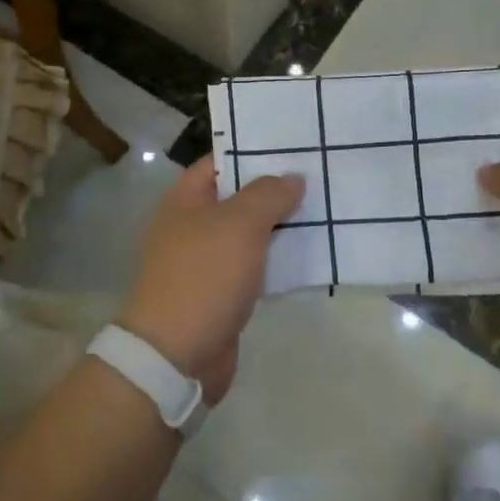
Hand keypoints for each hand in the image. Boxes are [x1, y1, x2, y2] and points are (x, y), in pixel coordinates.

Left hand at [116, 158, 304, 404]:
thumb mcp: (239, 224)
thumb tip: (293, 178)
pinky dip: (277, 259)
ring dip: (280, 225)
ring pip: (249, 233)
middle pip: (237, 196)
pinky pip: (254, 266)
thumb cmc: (203, 276)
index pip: (220, 161)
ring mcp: (205, 261)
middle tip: (319, 174)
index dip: (254, 150)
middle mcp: (192, 225)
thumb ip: (269, 195)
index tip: (294, 145)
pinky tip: (310, 253)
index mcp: (185, 199)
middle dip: (274, 188)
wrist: (176, 355)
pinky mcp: (221, 292)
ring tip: (324, 209)